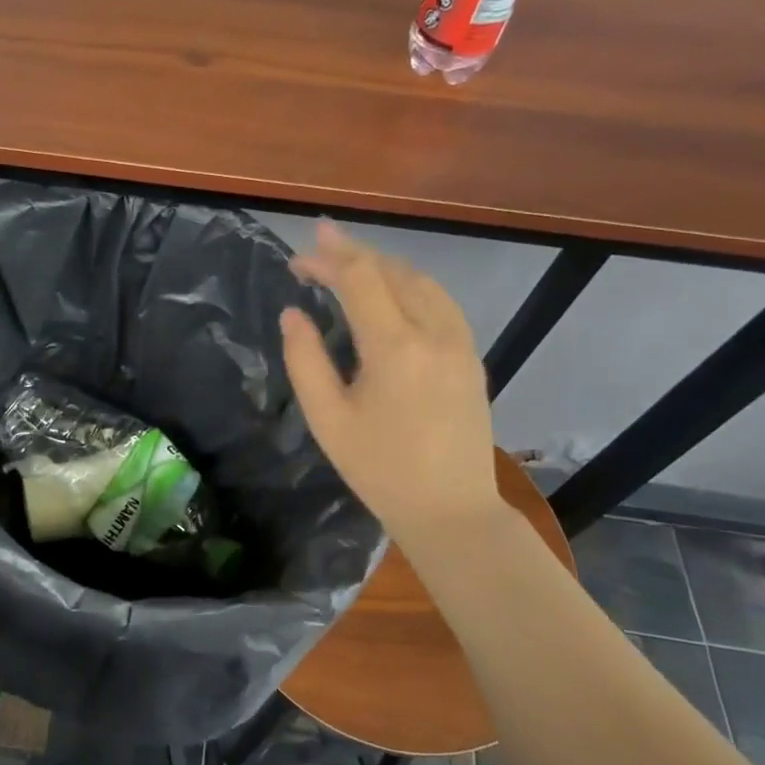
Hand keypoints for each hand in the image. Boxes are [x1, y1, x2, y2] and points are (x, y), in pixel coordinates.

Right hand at [280, 222, 500, 545]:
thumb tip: (293, 314)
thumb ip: (305, 360)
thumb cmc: (380, 470)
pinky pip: (441, 301)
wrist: (451, 510)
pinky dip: (410, 284)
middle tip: (315, 255)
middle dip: (352, 256)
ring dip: (383, 266)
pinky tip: (392, 294)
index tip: (299, 254)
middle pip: (392, 271)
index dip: (328, 258)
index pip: (360, 279)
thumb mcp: (328, 420)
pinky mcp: (471, 356)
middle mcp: (434, 333)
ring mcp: (460, 342)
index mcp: (395, 347)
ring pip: (421, 281)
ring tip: (348, 267)